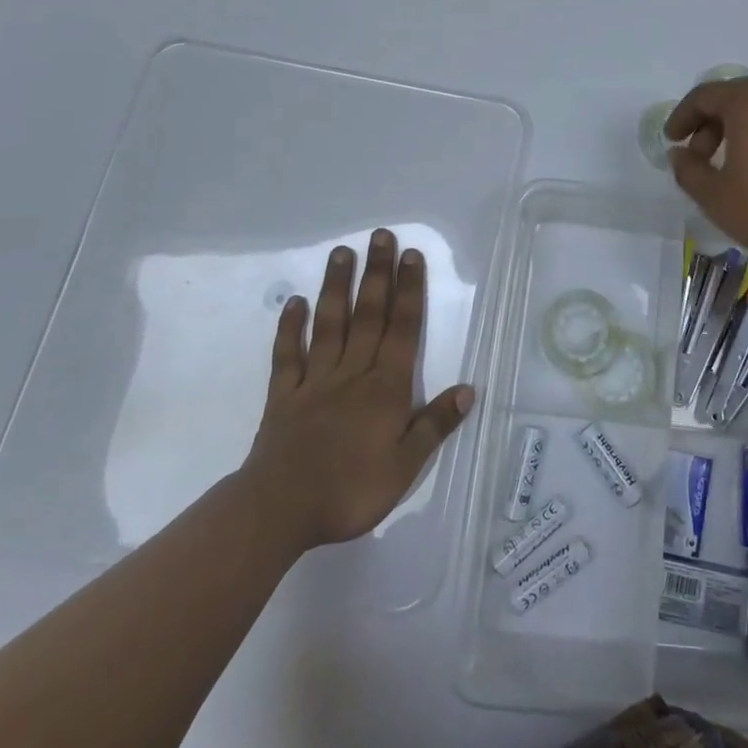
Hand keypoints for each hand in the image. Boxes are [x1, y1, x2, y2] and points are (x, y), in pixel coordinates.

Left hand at [241, 230, 472, 550]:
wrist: (278, 512)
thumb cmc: (349, 491)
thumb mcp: (404, 467)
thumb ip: (435, 425)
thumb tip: (469, 389)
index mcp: (386, 388)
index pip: (402, 329)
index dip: (409, 290)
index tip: (411, 255)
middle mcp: (353, 372)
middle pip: (369, 315)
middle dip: (377, 274)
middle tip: (380, 235)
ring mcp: (315, 380)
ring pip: (330, 324)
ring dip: (337, 286)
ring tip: (341, 251)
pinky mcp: (283, 395)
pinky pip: (287, 354)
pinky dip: (290, 327)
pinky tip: (295, 302)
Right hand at [665, 78, 747, 289]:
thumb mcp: (715, 198)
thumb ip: (688, 170)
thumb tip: (680, 154)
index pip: (705, 95)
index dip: (682, 117)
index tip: (672, 141)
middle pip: (738, 98)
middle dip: (713, 124)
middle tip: (702, 157)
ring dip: (746, 131)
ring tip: (739, 168)